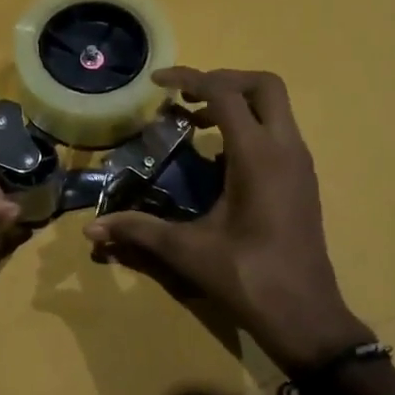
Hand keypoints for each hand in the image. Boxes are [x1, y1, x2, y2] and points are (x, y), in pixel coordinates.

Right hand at [84, 67, 368, 372]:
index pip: (226, 94)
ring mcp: (300, 165)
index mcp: (258, 156)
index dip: (190, 79)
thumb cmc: (247, 276)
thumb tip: (91, 228)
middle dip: (223, 80)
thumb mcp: (187, 250)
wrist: (304, 315)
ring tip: (194, 122)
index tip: (157, 82)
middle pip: (264, 86)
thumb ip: (138, 230)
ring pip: (275, 109)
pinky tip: (217, 159)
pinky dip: (249, 128)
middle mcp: (286, 150)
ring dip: (237, 104)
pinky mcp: (302, 182)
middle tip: (185, 95)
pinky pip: (278, 134)